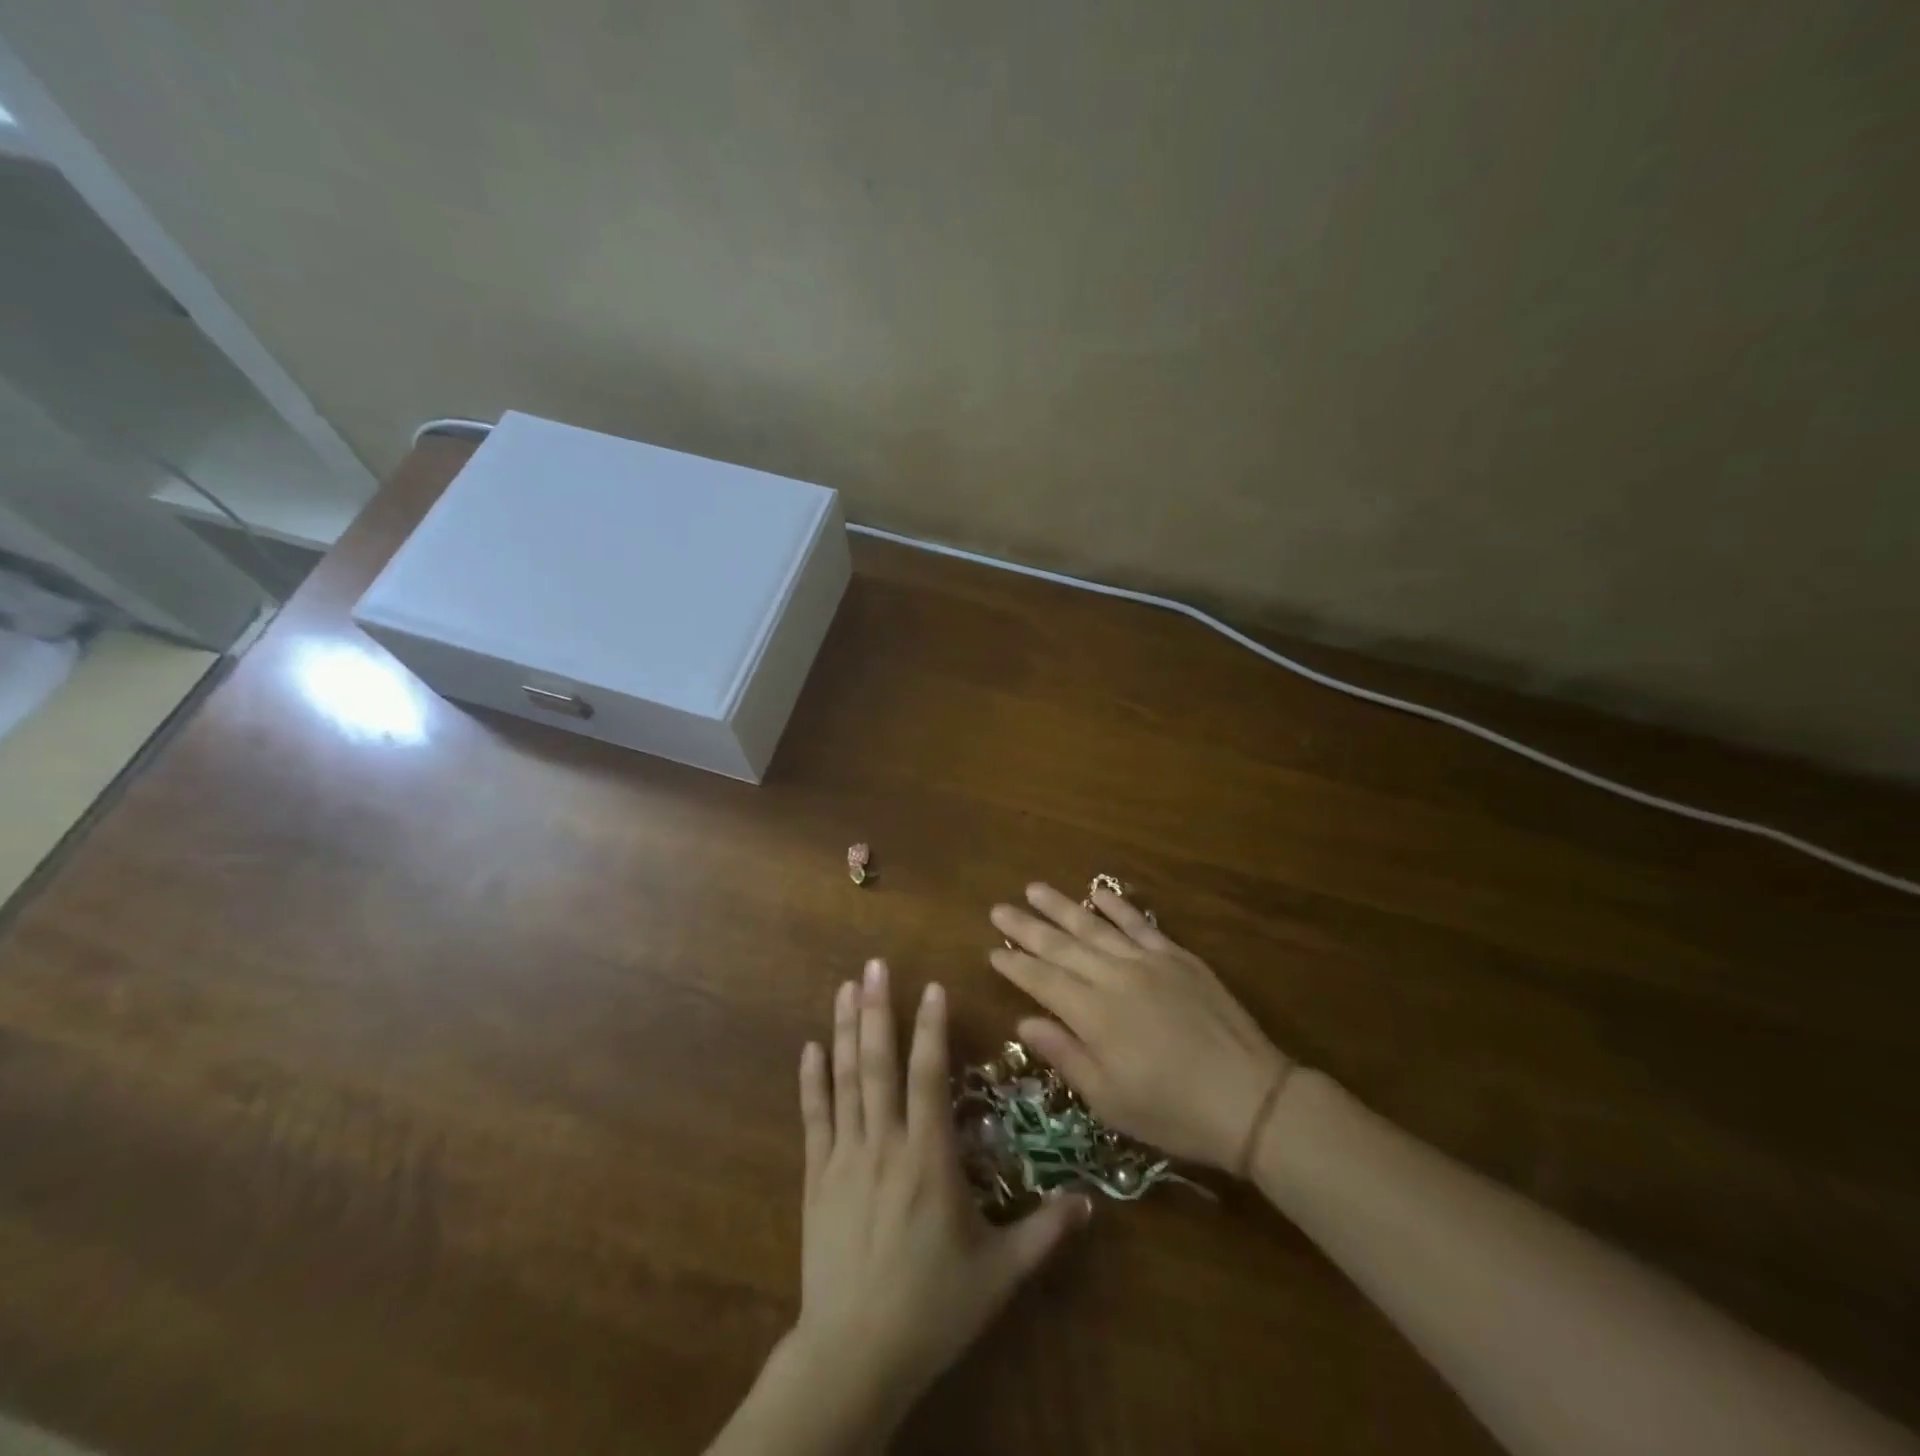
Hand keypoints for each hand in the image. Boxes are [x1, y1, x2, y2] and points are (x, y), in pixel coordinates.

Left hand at [784, 958, 1090, 1437]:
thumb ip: (1044, 1232)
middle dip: (877, 1009)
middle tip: (873, 964)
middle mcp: (885, 1145)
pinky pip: (814, 1118)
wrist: (855, 1356)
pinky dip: (811, 1080)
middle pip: (879, 1064)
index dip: (930, 1028)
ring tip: (844, 987)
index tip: (931, 986)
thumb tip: (1091, 1201)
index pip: (929, 1076)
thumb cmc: (932, 1309)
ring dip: (844, 1030)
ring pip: (845, 1080)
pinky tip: (809, 1047)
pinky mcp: (816, 1178)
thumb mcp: (999, 1275)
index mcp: (929, 1159)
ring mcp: (844, 1158)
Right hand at [989, 884, 1289, 1173]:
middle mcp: (1114, 977)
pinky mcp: (1177, 957)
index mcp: (1093, 1014)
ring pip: (1095, 926)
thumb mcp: (1109, 1100)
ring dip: (1061, 907)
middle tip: (998, 908)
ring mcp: (1147, 962)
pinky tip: (1097, 892)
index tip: (991, 950)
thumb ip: (1065, 1055)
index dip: (1015, 965)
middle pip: (1061, 946)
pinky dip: (1116, 906)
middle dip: (1026, 927)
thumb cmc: (1172, 1111)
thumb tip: (1024, 1022)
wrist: (1250, 1099)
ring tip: (1034, 888)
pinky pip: (1140, 923)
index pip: (1042, 980)